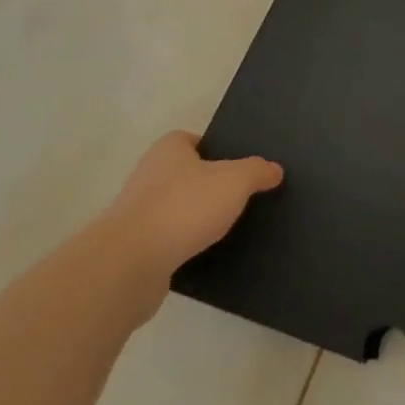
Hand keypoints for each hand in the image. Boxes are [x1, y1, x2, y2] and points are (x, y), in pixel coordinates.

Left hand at [98, 131, 282, 313]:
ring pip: (178, 208)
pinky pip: (170, 240)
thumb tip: (274, 169)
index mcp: (168, 150)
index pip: (192, 139)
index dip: (216, 149)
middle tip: (242, 195)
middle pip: (186, 174)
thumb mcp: (236, 180)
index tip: (239, 165)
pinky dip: (187, 244)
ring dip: (198, 217)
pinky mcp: (135, 248)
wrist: (130, 264)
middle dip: (210, 185)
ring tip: (230, 227)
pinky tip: (209, 253)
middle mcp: (148, 176)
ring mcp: (138, 213)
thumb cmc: (185, 207)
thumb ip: (258, 171)